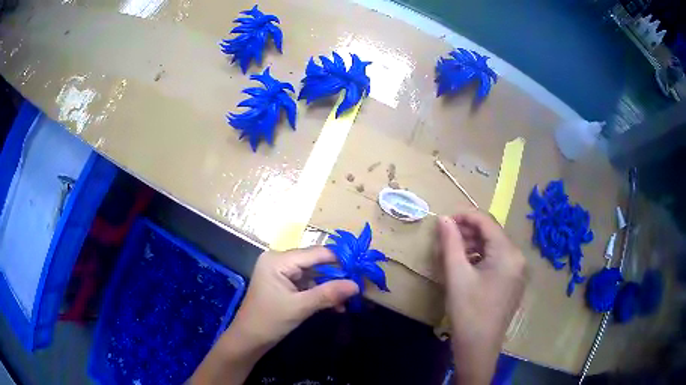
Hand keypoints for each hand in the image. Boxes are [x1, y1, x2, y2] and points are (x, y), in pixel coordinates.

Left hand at [191, 246, 358, 384]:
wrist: (249, 340)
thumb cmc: (269, 321)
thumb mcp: (300, 307)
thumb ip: (328, 294)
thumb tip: (356, 285)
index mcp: (278, 260)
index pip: (315, 253)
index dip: (339, 260)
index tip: (361, 268)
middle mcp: (279, 260)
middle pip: (315, 262)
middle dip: (336, 276)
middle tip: (357, 286)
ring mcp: (281, 272)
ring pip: (313, 274)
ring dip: (330, 287)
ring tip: (348, 300)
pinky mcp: (284, 284)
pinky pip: (307, 284)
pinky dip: (320, 293)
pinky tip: (335, 305)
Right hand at [438, 209, 525, 384]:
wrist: (479, 348)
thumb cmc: (468, 312)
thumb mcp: (457, 275)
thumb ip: (451, 243)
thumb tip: (443, 218)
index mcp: (508, 253)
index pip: (486, 222)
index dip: (464, 216)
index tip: (443, 220)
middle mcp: (518, 258)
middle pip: (492, 234)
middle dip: (467, 232)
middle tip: (444, 238)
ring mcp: (518, 271)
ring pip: (494, 247)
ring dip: (473, 245)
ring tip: (452, 252)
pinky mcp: (513, 282)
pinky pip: (497, 261)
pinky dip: (481, 258)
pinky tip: (465, 266)